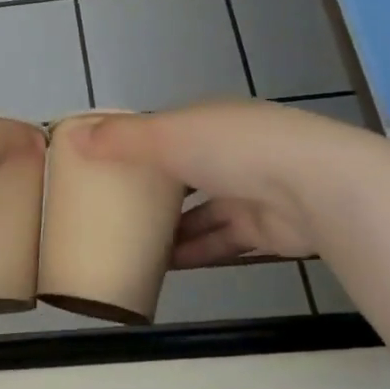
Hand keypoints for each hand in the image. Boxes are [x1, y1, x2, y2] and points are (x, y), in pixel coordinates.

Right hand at [80, 99, 376, 264]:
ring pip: (201, 212)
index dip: (137, 146)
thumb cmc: (233, 149)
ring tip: (129, 246)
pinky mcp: (265, 229)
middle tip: (113, 212)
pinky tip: (162, 268)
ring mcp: (252, 190)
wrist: (316, 188)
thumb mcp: (166, 136)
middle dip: (153, 193)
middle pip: (184, 173)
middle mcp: (233, 151)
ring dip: (171, 230)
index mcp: (210, 121)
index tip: (106, 167)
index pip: (167, 131)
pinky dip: (194, 252)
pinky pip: (220, 241)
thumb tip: (73, 136)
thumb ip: (120, 139)